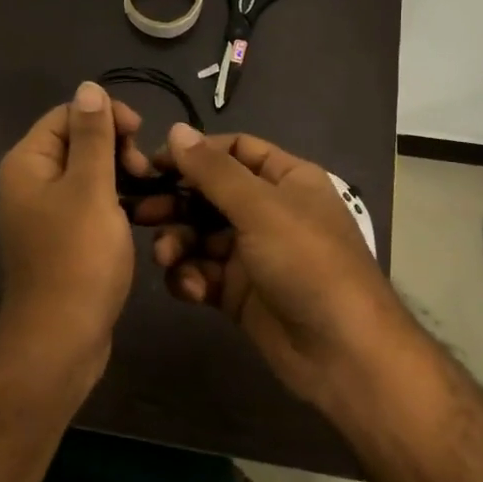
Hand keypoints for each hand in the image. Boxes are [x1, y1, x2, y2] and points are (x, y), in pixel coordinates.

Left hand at [0, 81, 150, 367]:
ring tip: (149, 194)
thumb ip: (93, 135)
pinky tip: (138, 215)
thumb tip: (88, 86)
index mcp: (28, 163)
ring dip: (120, 176)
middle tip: (145, 172)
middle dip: (116, 147)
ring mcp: (44, 215)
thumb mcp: (91, 188)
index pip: (68, 114)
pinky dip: (113, 203)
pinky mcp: (62, 241)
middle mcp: (30, 183)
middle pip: (77, 142)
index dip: (106, 116)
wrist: (60, 340)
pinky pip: (89, 205)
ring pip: (88, 175)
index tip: (141, 134)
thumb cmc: (78, 259)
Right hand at [145, 124, 411, 409]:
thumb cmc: (307, 263)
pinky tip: (193, 289)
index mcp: (286, 180)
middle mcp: (269, 211)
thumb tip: (176, 130)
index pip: (235, 150)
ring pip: (201, 235)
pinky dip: (192, 278)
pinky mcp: (240, 292)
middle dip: (176, 203)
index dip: (196, 153)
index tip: (154, 163)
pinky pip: (204, 273)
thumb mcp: (260, 208)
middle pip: (210, 194)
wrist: (342, 352)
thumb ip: (213, 171)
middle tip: (140, 212)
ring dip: (179, 243)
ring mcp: (253, 254)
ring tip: (166, 256)